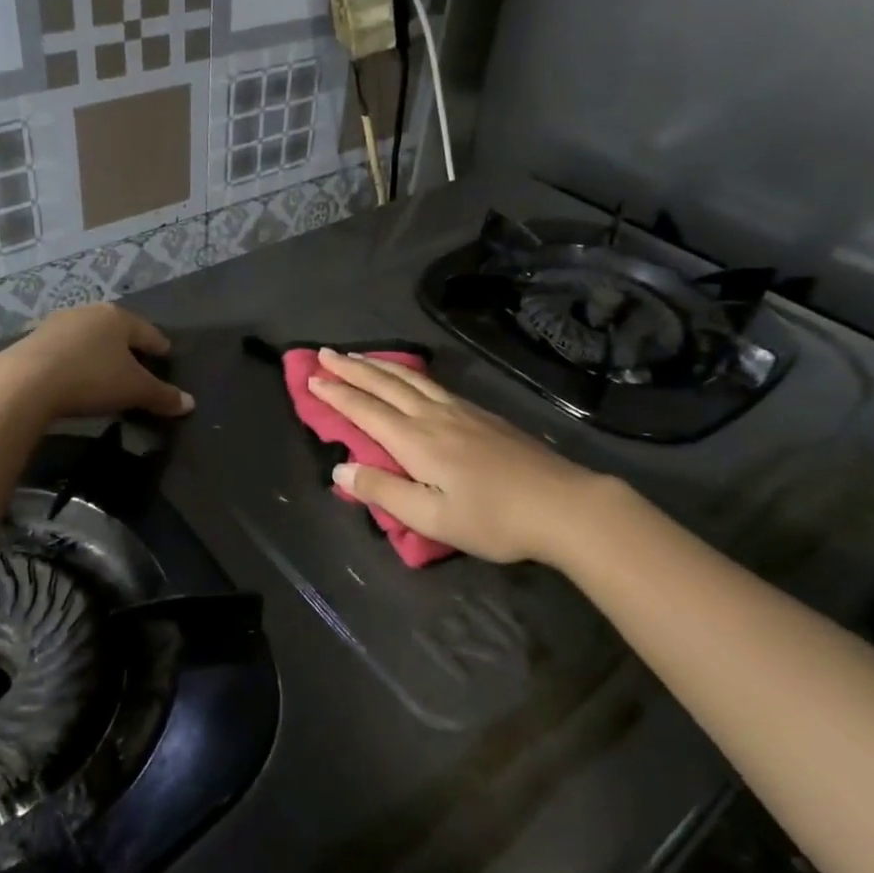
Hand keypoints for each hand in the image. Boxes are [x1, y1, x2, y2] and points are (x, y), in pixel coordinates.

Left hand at [0, 304, 193, 420]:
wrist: (25, 382)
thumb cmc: (91, 378)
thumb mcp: (134, 390)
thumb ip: (163, 396)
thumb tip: (190, 404)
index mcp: (118, 317)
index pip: (148, 332)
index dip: (159, 346)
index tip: (166, 356)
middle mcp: (89, 312)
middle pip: (117, 330)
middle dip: (128, 347)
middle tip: (138, 364)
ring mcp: (57, 324)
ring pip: (89, 338)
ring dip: (99, 352)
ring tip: (105, 371)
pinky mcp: (33, 340)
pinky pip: (65, 350)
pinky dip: (75, 361)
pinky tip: (75, 376)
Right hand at [307, 349, 610, 564]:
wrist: (562, 504)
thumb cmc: (493, 519)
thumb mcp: (431, 518)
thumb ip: (383, 491)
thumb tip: (340, 468)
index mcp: (416, 441)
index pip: (366, 410)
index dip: (337, 394)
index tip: (311, 377)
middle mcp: (433, 416)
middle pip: (385, 384)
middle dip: (352, 368)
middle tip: (324, 353)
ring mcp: (461, 411)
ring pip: (410, 378)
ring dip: (378, 365)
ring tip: (357, 355)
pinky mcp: (482, 415)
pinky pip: (432, 383)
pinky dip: (407, 373)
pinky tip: (410, 377)